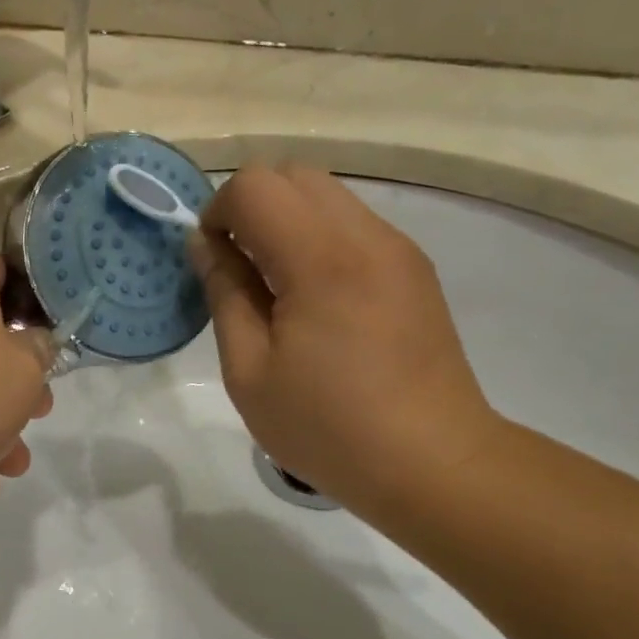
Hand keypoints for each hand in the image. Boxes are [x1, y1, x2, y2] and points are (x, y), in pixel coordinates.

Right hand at [190, 164, 502, 513]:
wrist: (434, 464)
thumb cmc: (328, 427)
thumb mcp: (250, 371)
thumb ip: (224, 294)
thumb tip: (205, 244)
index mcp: (321, 259)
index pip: (255, 186)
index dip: (218, 213)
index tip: (215, 263)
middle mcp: (366, 236)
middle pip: (294, 175)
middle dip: (252, 208)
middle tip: (240, 270)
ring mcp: (398, 249)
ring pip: (327, 195)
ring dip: (287, 222)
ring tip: (278, 288)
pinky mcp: (414, 268)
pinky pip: (353, 224)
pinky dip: (319, 239)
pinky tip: (317, 301)